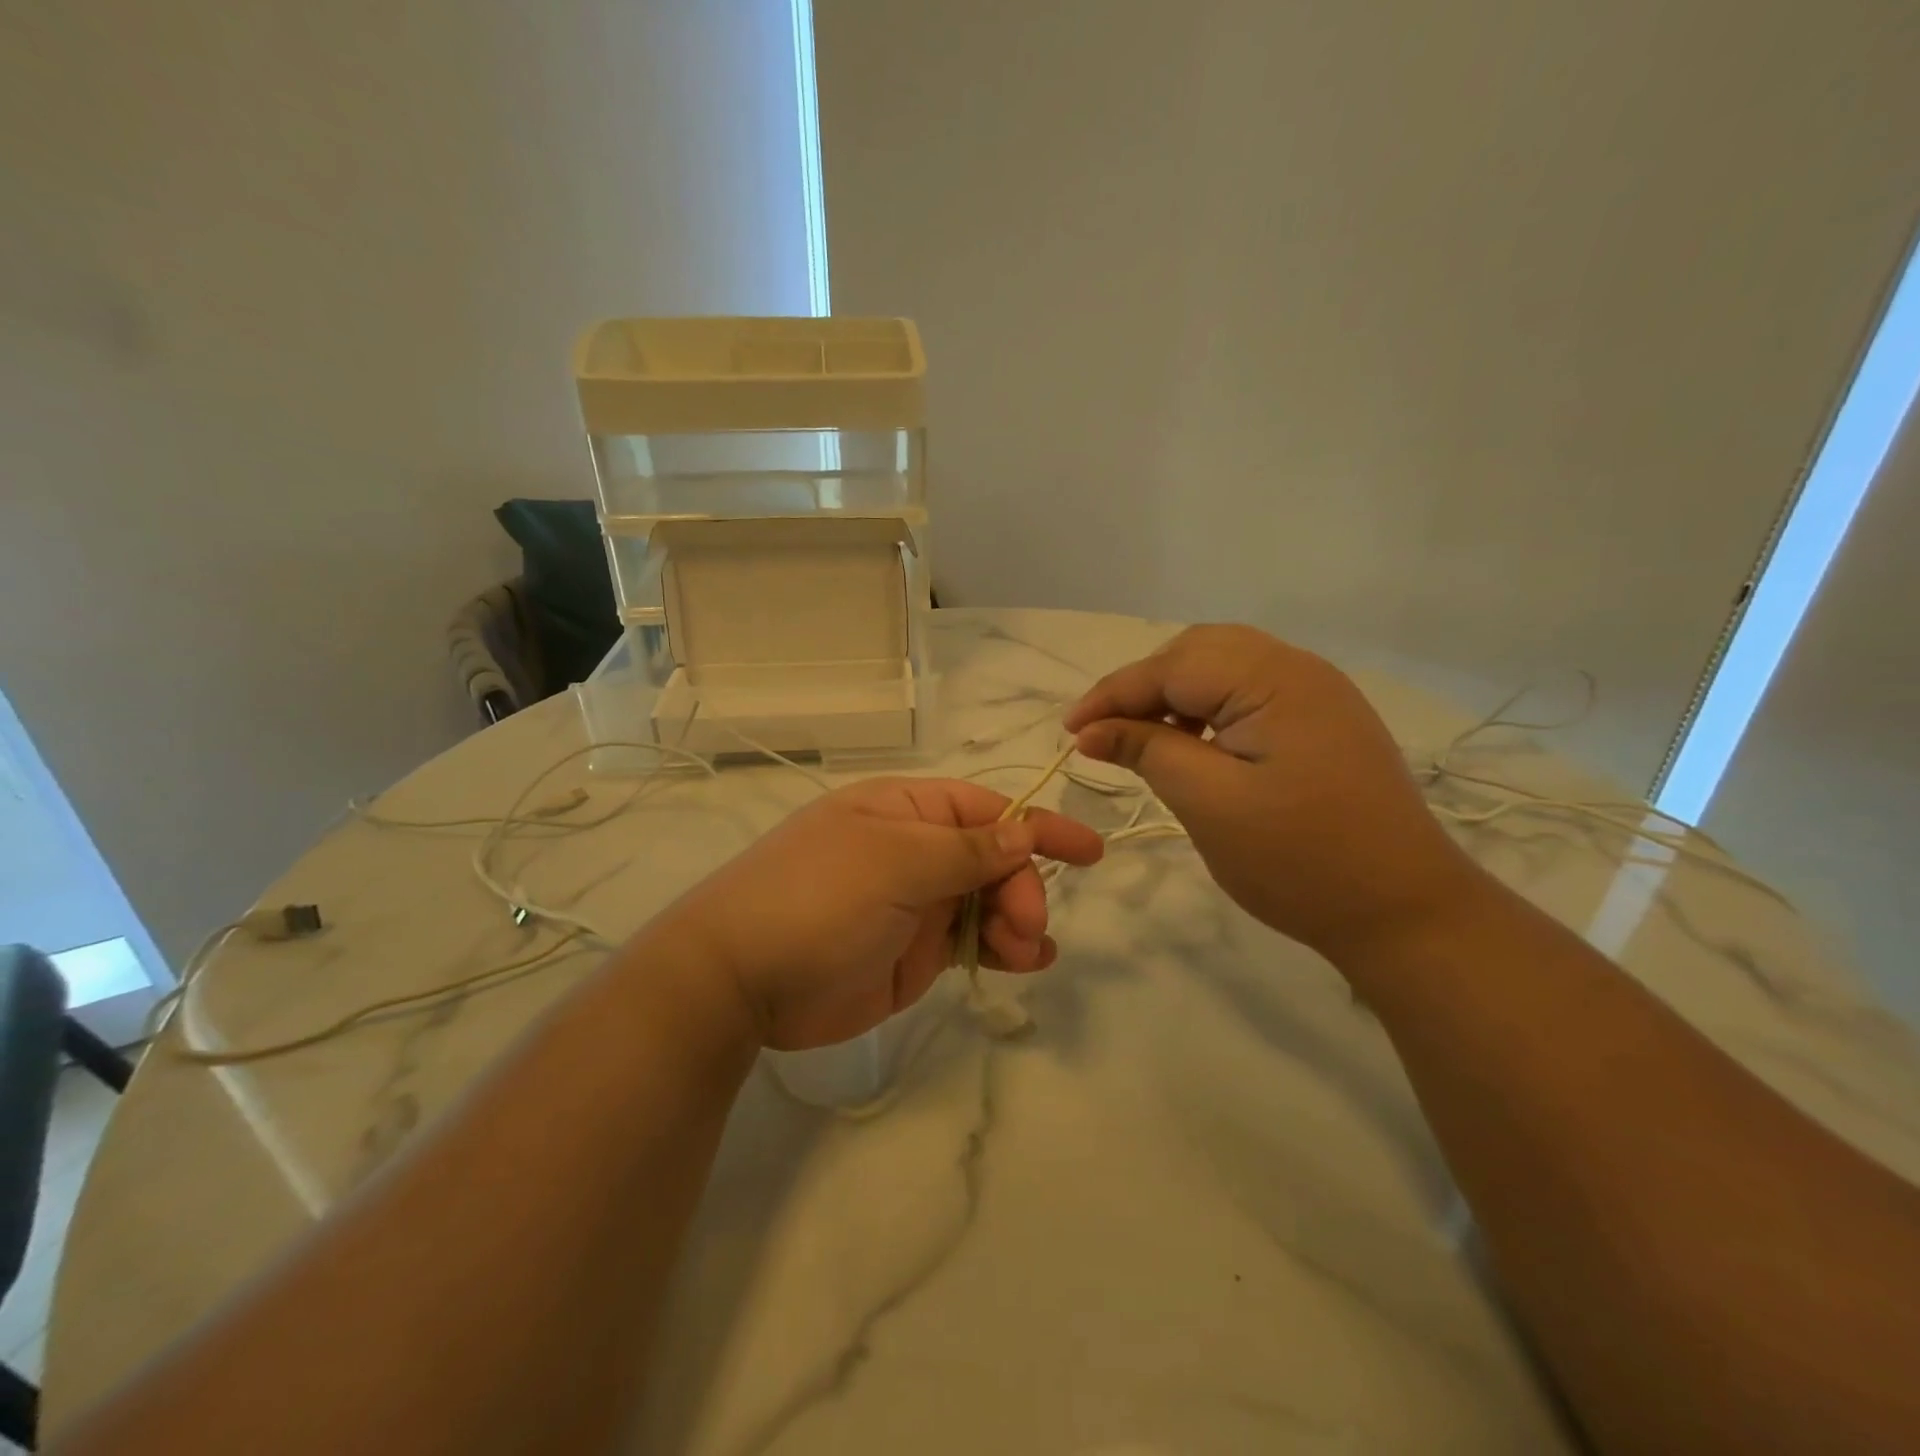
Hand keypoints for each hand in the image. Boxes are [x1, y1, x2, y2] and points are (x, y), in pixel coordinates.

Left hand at [656, 778, 1103, 1050]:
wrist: (741, 980)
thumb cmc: (817, 898)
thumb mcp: (894, 861)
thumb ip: (964, 849)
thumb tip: (1023, 828)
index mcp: (906, 811)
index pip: (986, 809)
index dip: (1038, 825)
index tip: (1090, 850)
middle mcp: (914, 851)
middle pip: (993, 859)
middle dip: (1021, 886)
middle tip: (1027, 925)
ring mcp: (915, 904)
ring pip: (988, 903)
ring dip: (1018, 921)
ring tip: (1029, 951)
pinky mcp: (914, 954)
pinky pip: (971, 943)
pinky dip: (1002, 950)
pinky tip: (1029, 963)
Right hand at [1064, 625, 1480, 961]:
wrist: (1405, 911)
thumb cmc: (1299, 860)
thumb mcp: (1208, 803)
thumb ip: (1147, 751)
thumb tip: (1091, 730)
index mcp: (1273, 679)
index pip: (1171, 666)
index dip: (1112, 694)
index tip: (1069, 731)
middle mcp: (1299, 668)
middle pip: (1197, 652)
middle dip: (1143, 687)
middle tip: (1105, 733)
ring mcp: (1317, 693)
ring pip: (1223, 669)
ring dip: (1175, 696)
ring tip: (1144, 741)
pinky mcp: (1323, 721)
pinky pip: (1249, 693)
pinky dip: (1208, 710)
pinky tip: (1194, 746)